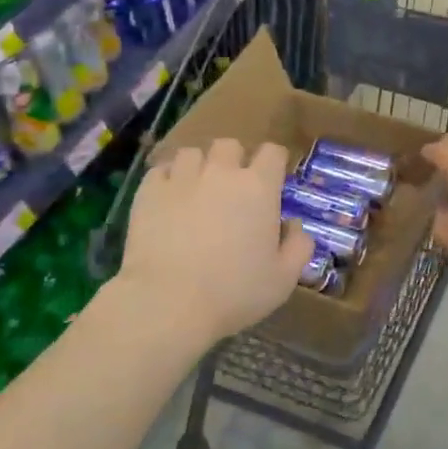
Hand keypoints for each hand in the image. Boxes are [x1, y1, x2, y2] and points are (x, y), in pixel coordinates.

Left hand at [118, 139, 314, 343]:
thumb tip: (294, 225)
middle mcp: (221, 173)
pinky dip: (167, 180)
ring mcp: (181, 178)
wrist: (168, 302)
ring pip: (192, 153)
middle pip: (230, 145)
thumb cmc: (233, 292)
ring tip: (196, 190)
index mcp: (259, 188)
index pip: (272, 152)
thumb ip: (298, 246)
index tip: (272, 182)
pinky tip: (168, 200)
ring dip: (199, 167)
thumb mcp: (283, 279)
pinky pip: (160, 171)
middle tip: (232, 189)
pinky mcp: (149, 192)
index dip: (274, 163)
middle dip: (234, 160)